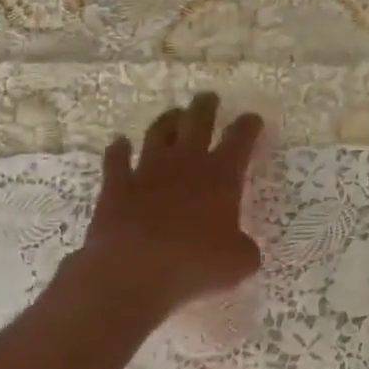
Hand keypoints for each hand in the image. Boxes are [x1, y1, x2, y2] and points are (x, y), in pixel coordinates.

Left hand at [59, 93, 264, 321]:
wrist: (133, 271)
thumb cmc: (194, 264)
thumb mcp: (238, 262)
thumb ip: (244, 248)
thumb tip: (243, 247)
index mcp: (221, 176)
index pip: (240, 139)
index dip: (248, 126)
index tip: (252, 118)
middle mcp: (185, 163)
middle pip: (197, 122)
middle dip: (206, 107)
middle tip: (209, 97)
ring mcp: (147, 170)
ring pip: (158, 133)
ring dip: (168, 121)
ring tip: (174, 114)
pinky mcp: (116, 185)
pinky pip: (116, 159)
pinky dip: (118, 149)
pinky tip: (119, 144)